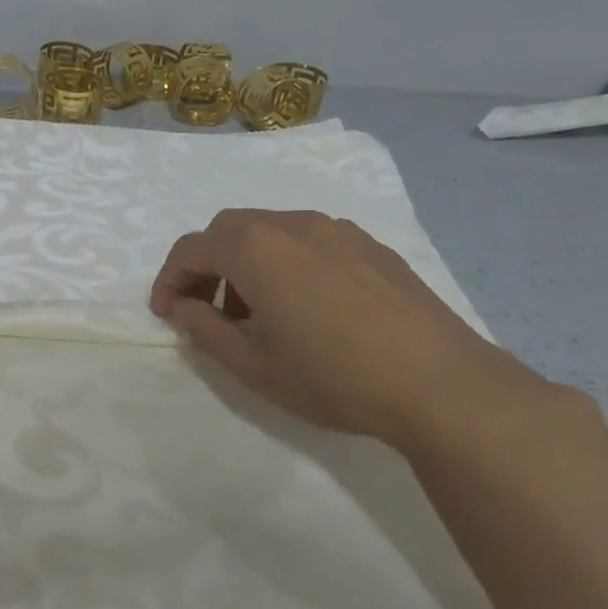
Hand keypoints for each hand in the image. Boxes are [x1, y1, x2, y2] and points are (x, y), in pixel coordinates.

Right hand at [150, 209, 556, 449]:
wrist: (440, 384)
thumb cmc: (332, 376)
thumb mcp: (252, 365)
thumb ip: (204, 329)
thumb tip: (184, 306)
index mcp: (256, 248)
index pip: (191, 249)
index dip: (169, 280)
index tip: (167, 314)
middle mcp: (292, 224)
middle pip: (229, 230)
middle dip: (206, 266)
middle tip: (206, 310)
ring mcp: (337, 230)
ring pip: (270, 232)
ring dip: (246, 263)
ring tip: (256, 312)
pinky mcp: (371, 246)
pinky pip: (309, 241)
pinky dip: (285, 262)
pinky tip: (305, 306)